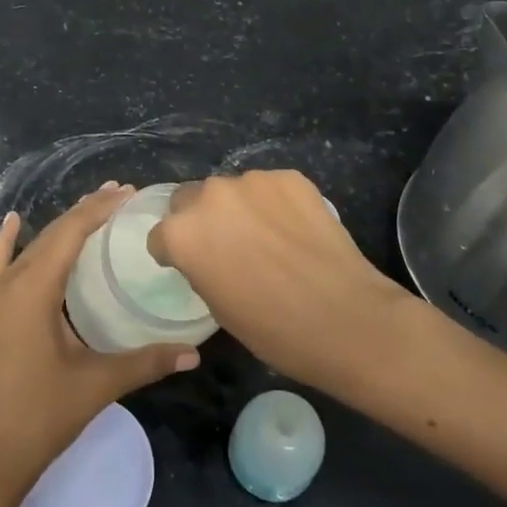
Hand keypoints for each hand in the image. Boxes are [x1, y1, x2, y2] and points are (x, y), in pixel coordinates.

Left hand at [0, 184, 199, 506]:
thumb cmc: (40, 417)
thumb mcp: (97, 385)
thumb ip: (146, 362)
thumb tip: (194, 352)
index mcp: (34, 289)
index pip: (70, 232)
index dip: (99, 209)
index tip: (129, 193)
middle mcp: (10, 283)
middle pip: (51, 234)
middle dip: (85, 212)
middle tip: (121, 196)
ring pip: (30, 247)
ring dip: (60, 227)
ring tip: (91, 209)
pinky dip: (8, 241)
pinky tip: (13, 222)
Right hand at [147, 170, 412, 392]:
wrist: (345, 318)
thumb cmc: (273, 329)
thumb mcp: (217, 307)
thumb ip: (200, 268)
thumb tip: (208, 255)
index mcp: (182, 233)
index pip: (160, 236)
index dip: (173, 254)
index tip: (192, 267)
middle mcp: (210, 196)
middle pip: (190, 200)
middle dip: (200, 220)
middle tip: (227, 246)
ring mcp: (252, 181)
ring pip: (232, 191)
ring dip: (239, 209)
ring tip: (268, 238)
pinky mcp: (290, 177)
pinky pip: (269, 188)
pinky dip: (274, 204)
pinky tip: (295, 230)